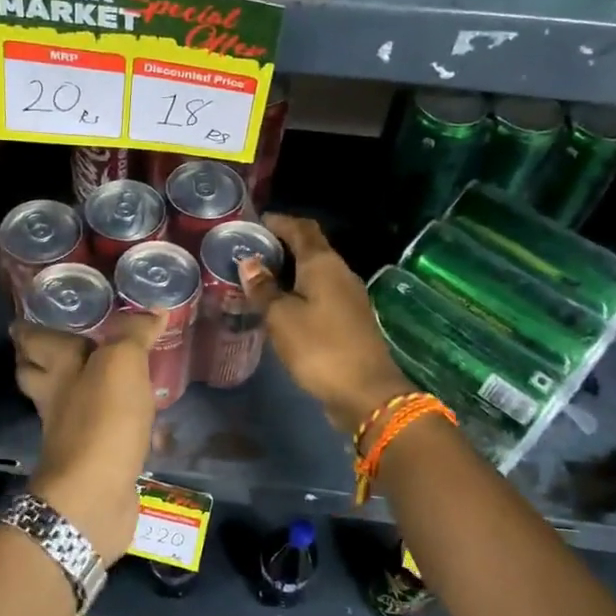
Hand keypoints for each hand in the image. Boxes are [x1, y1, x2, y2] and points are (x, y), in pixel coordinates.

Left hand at [10, 309, 164, 562]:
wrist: (94, 498)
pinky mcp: (93, 459)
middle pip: (39, 373)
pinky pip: (101, 432)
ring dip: (83, 389)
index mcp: (56, 368)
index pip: (32, 340)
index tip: (31, 314)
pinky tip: (140, 417)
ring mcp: (71, 432)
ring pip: (69, 402)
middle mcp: (56, 398)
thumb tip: (153, 312)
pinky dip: (115, 423)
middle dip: (45, 359)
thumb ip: (133, 335)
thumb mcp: (121, 364)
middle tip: (67, 341)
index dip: (28, 327)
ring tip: (112, 373)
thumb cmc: (101, 421)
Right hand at [240, 214, 412, 434]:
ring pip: (315, 273)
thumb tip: (249, 262)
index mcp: (323, 264)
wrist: (366, 393)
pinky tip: (280, 306)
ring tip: (259, 278)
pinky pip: (320, 294)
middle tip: (250, 252)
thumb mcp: (281, 318)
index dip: (280, 221)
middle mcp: (340, 273)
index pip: (302, 228)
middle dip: (282, 245)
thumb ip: (263, 289)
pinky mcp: (349, 320)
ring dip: (289, 271)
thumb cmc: (320, 348)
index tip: (255, 222)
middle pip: (311, 248)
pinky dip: (299, 291)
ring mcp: (348, 298)